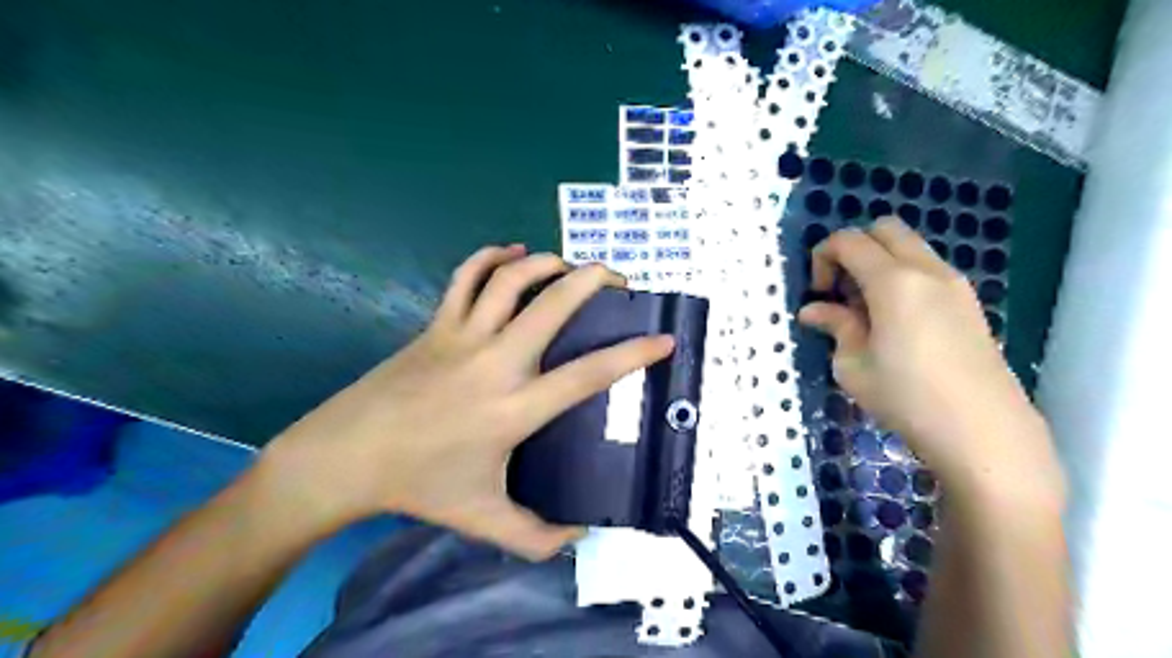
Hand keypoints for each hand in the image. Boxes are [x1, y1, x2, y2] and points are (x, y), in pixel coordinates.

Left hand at [259, 247, 672, 560]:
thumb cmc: (420, 485)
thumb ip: (537, 537)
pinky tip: (513, 254)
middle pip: (553, 305)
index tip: (663, 340)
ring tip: (571, 266)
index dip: (633, 354)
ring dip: (547, 263)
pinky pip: (466, 277)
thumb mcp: (483, 520)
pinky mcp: (436, 325)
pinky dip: (491, 257)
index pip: (588, 375)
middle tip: (618, 279)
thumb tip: (580, 536)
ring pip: (511, 279)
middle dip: (593, 281)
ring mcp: (462, 336)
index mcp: (513, 409)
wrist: (347, 456)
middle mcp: (495, 362)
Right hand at [796, 219, 1063, 500]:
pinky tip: (895, 322)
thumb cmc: (906, 398)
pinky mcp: (969, 303)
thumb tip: (813, 310)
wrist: (984, 432)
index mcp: (894, 281)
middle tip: (842, 291)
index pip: (849, 240)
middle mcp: (928, 270)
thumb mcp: (853, 365)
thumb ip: (835, 326)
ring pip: (909, 247)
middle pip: (884, 229)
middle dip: (853, 249)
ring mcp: (955, 284)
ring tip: (867, 311)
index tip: (819, 294)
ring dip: (879, 263)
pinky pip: (927, 269)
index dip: (823, 257)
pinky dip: (902, 277)